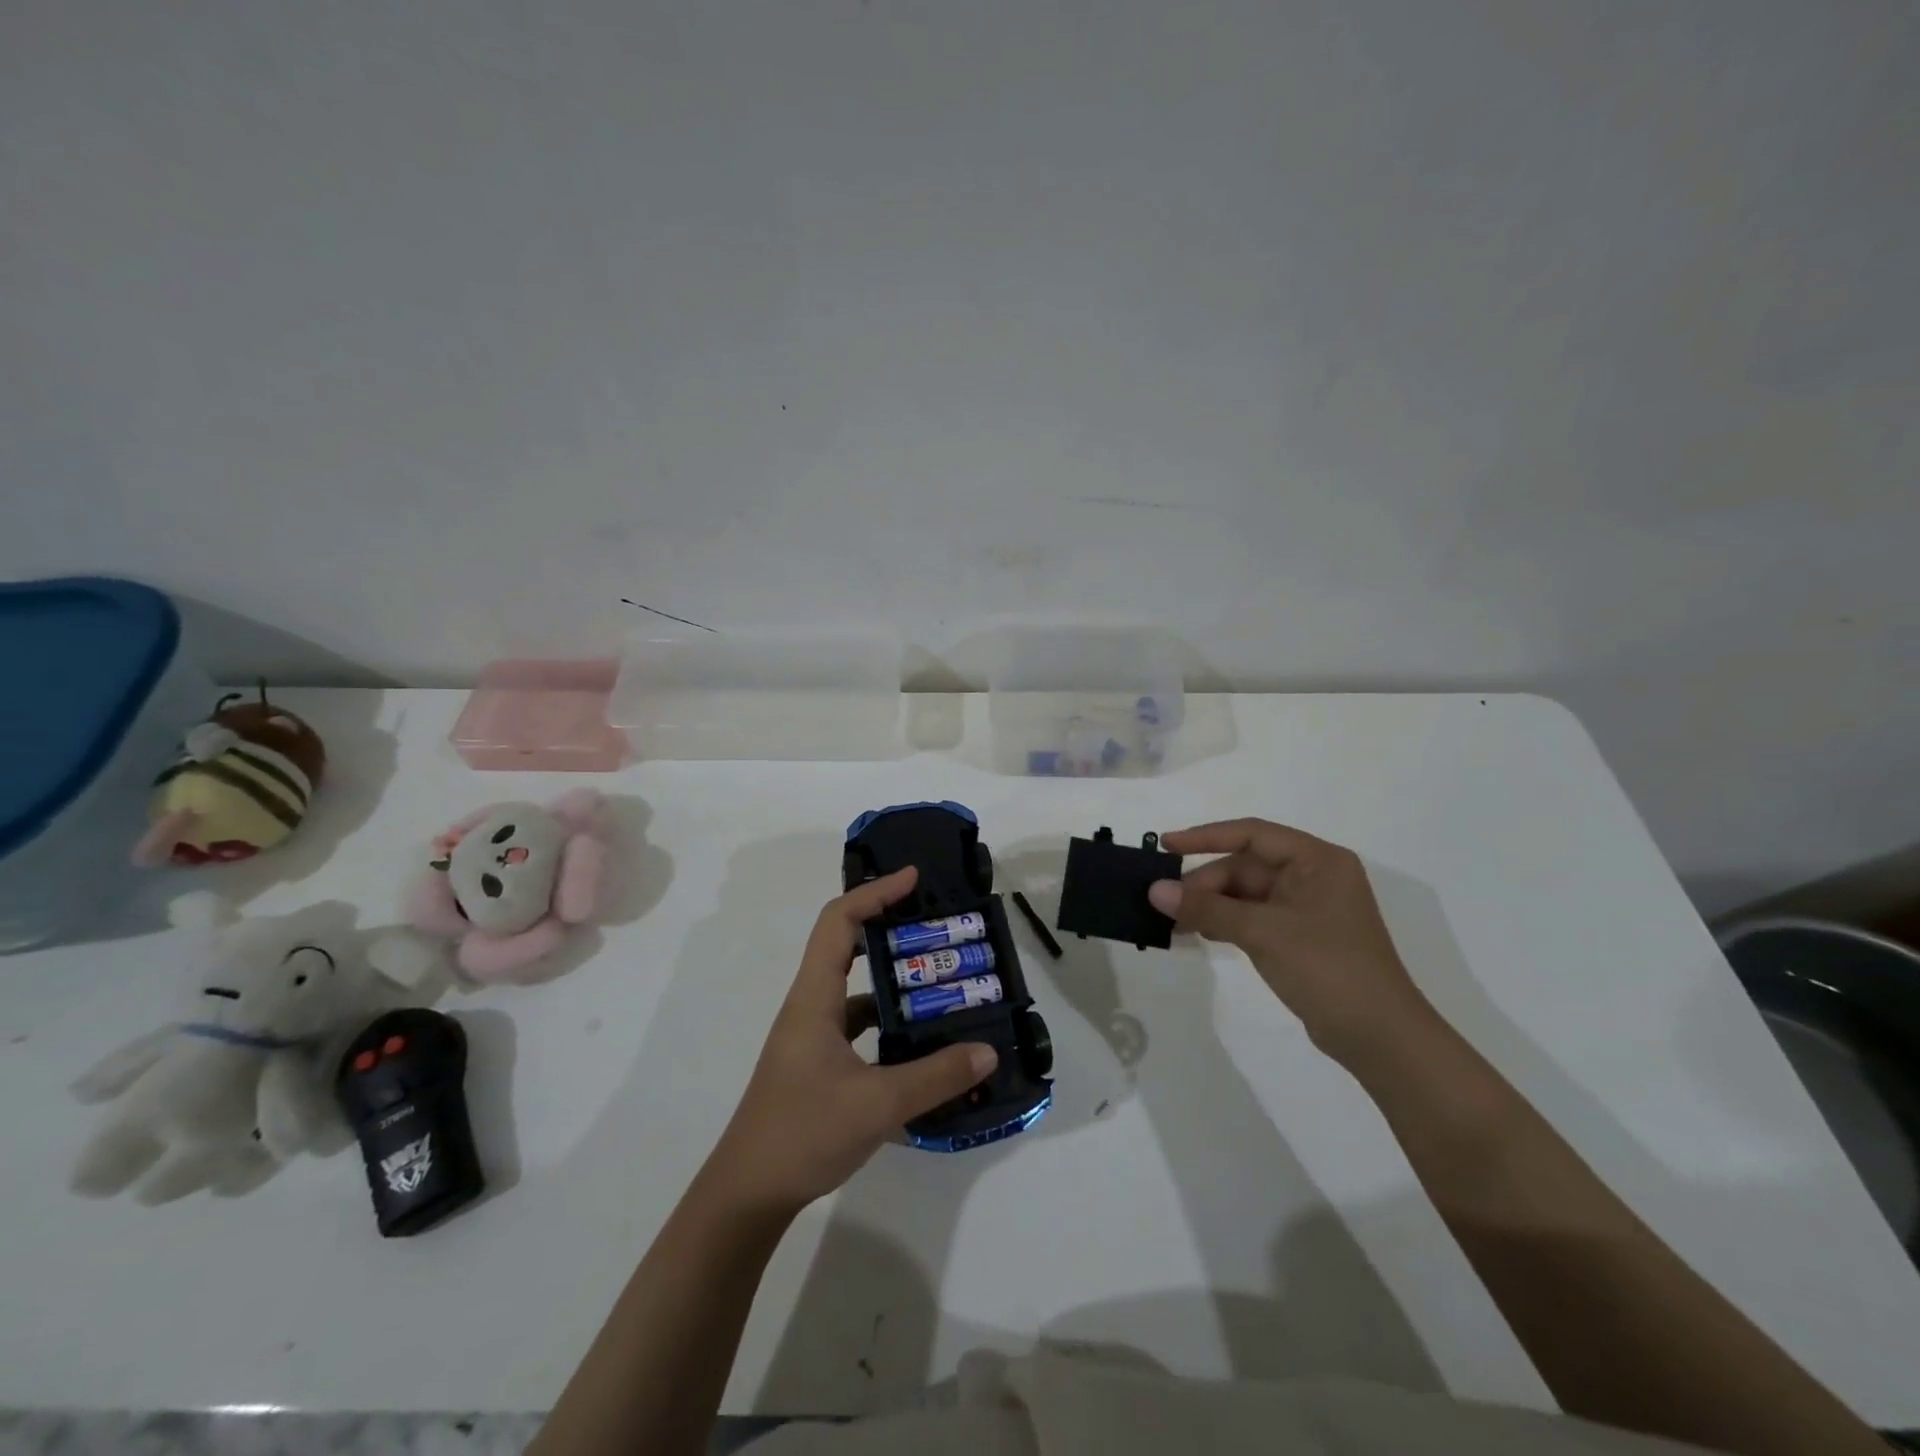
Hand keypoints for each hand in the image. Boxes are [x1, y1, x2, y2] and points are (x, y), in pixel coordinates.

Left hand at [702, 868, 998, 1216]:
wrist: (748, 1193)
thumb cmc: (802, 1133)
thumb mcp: (877, 1104)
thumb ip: (936, 1077)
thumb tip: (987, 1051)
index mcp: (814, 998)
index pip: (839, 922)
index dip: (875, 893)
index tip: (914, 880)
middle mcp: (811, 1006)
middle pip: (847, 946)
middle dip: (890, 929)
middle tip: (936, 928)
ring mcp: (813, 1037)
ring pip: (856, 989)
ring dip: (893, 979)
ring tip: (942, 983)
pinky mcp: (819, 1063)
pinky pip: (858, 1024)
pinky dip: (889, 1022)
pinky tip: (922, 1041)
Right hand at [1148, 819, 1434, 1057]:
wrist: (1380, 1038)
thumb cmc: (1328, 968)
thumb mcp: (1262, 932)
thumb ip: (1207, 908)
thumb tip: (1154, 890)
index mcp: (1317, 860)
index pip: (1252, 834)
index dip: (1205, 837)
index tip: (1165, 846)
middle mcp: (1313, 876)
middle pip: (1245, 867)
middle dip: (1205, 884)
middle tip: (1165, 904)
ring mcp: (1307, 908)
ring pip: (1245, 894)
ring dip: (1211, 905)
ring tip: (1173, 921)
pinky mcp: (1300, 937)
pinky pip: (1253, 917)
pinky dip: (1225, 922)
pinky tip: (1198, 933)